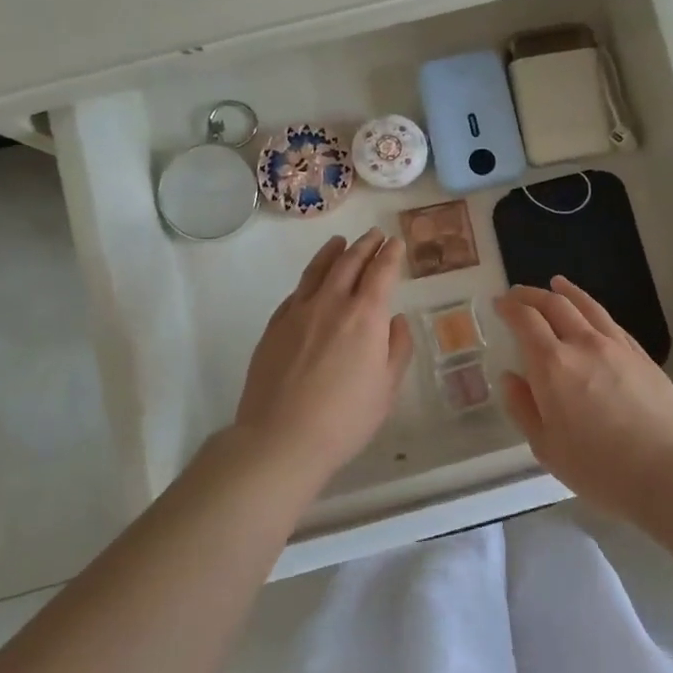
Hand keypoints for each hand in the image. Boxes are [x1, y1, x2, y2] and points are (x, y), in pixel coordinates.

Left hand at [230, 229, 413, 487]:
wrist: (281, 438)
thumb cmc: (345, 418)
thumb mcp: (387, 388)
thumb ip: (397, 349)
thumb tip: (397, 320)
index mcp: (366, 315)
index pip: (381, 271)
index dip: (391, 254)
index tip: (396, 242)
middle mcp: (332, 303)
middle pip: (350, 262)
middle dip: (365, 245)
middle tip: (375, 235)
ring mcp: (299, 312)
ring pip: (318, 270)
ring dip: (334, 252)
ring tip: (341, 242)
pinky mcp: (274, 326)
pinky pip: (296, 292)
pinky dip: (310, 278)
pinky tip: (312, 281)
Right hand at [494, 276, 672, 520]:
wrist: (667, 471)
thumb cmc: (598, 468)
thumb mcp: (546, 448)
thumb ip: (523, 408)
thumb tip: (510, 377)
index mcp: (552, 365)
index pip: (526, 320)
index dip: (510, 307)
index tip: (499, 303)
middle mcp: (583, 344)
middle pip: (555, 305)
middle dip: (532, 295)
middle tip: (518, 294)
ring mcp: (617, 347)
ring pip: (587, 306)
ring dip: (567, 292)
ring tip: (556, 284)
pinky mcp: (642, 356)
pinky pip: (612, 323)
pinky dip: (594, 311)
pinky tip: (592, 315)